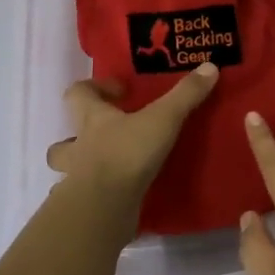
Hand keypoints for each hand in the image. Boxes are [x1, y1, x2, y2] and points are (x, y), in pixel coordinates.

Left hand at [47, 64, 218, 216]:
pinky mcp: (86, 207)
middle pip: (64, 139)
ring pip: (70, 171)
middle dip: (79, 135)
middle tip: (110, 134)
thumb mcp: (162, 119)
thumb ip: (185, 95)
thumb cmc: (127, 154)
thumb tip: (210, 66)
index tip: (119, 91)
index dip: (93, 88)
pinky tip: (119, 198)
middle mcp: (78, 148)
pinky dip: (99, 196)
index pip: (77, 94)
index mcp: (91, 120)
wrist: (103, 208)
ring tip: (112, 167)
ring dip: (84, 168)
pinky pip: (88, 199)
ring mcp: (77, 180)